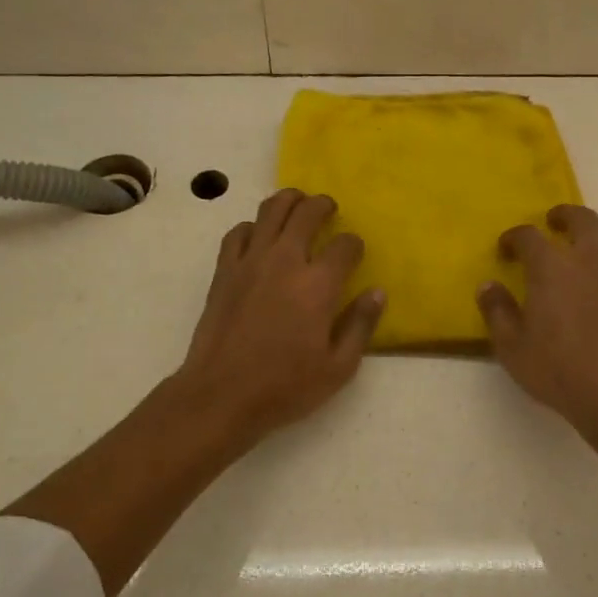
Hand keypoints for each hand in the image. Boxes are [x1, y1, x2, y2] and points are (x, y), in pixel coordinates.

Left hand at [175, 189, 384, 443]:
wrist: (220, 395)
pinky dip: (254, 227)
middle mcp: (285, 261)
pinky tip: (260, 237)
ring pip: (271, 210)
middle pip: (307, 212)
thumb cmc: (285, 387)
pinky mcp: (224, 271)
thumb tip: (377, 292)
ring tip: (297, 204)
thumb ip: (360, 325)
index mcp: (318, 284)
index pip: (345, 245)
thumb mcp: (338, 368)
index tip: (355, 253)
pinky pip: (239, 232)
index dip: (354, 244)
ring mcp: (251, 262)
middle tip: (329, 209)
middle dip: (323, 205)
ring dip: (289, 201)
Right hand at [478, 205, 597, 448]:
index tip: (507, 249)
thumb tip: (488, 286)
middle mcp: (589, 259)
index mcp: (550, 267)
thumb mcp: (512, 347)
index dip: (514, 237)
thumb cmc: (559, 370)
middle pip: (582, 218)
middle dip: (565, 216)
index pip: (528, 236)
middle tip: (555, 224)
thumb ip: (497, 311)